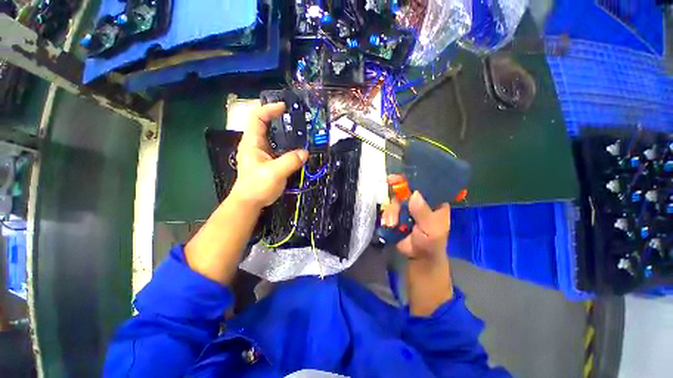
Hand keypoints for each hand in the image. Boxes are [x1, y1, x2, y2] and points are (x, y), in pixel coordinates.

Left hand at [230, 103, 308, 207]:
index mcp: (252, 142)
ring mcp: (260, 153)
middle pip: (263, 124)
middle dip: (277, 117)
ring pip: (271, 136)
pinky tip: (295, 147)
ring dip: (282, 131)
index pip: (257, 118)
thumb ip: (290, 161)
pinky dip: (285, 143)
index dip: (269, 109)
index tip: (284, 107)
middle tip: (294, 118)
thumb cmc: (257, 186)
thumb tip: (305, 153)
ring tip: (297, 131)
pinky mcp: (266, 161)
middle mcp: (255, 144)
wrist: (249, 202)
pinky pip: (276, 147)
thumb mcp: (275, 173)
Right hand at [381, 175, 450, 261]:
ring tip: (392, 223)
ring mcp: (406, 208)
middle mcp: (419, 202)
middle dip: (398, 188)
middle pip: (406, 189)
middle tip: (390, 181)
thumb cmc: (431, 243)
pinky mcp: (396, 215)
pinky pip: (388, 210)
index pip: (426, 185)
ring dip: (391, 211)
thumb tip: (414, 194)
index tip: (407, 173)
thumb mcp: (431, 229)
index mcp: (433, 203)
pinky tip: (388, 225)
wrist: (418, 257)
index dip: (416, 177)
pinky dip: (386, 216)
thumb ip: (423, 213)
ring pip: (395, 200)